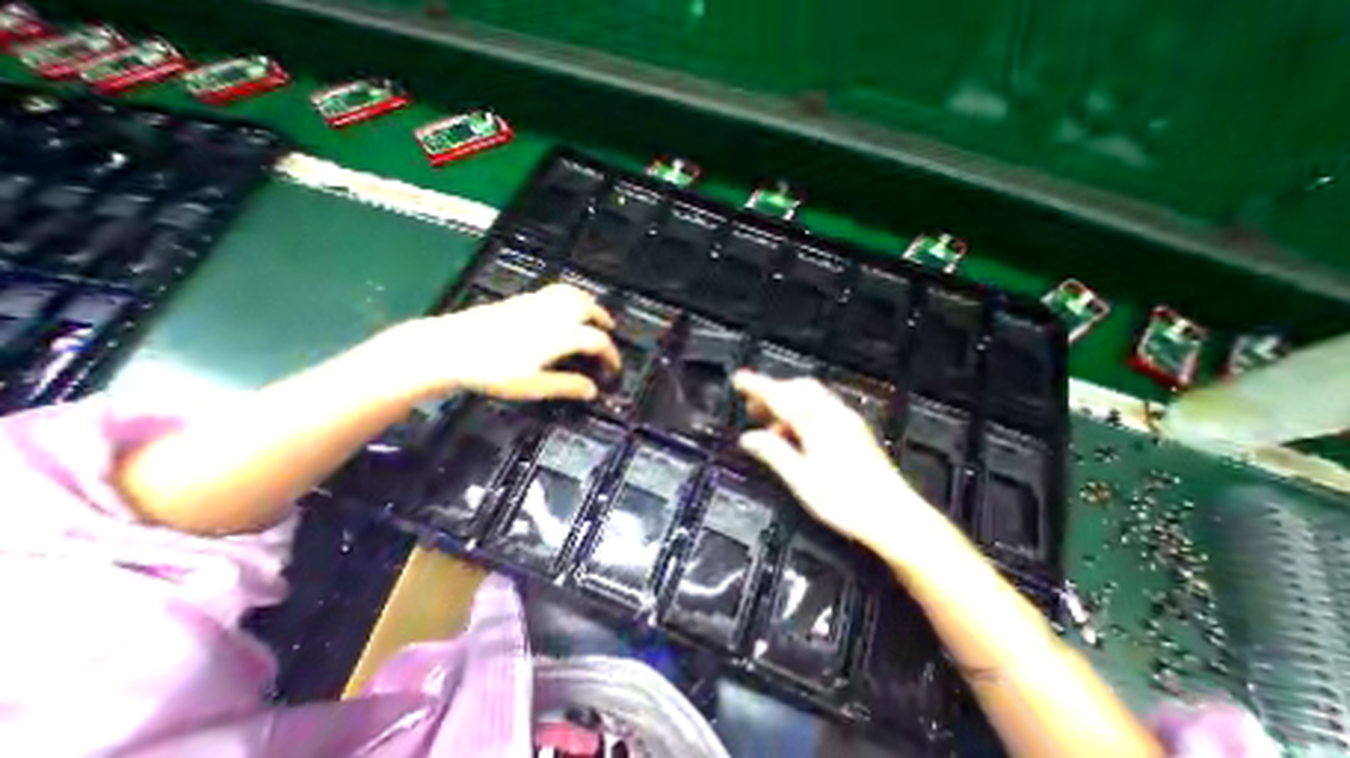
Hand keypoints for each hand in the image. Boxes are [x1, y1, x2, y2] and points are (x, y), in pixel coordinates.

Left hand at [383, 284, 618, 401]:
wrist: (449, 347)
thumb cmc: (492, 371)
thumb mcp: (533, 386)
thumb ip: (566, 386)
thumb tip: (593, 390)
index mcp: (560, 335)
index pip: (597, 340)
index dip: (611, 354)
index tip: (614, 367)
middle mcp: (553, 314)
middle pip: (588, 308)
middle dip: (603, 318)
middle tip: (609, 329)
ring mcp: (536, 303)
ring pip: (572, 294)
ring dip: (588, 302)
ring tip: (591, 314)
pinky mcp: (521, 299)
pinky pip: (555, 291)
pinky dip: (569, 297)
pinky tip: (562, 309)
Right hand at [737, 370, 946, 556]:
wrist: (895, 517)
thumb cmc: (846, 502)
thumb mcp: (802, 480)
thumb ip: (773, 453)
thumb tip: (748, 438)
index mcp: (817, 424)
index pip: (780, 396)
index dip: (757, 386)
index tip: (738, 379)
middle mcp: (833, 415)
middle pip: (798, 388)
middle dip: (774, 391)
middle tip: (752, 407)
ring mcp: (847, 420)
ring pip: (811, 397)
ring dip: (787, 402)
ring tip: (769, 423)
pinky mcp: (854, 430)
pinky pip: (821, 408)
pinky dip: (802, 412)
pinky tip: (795, 435)